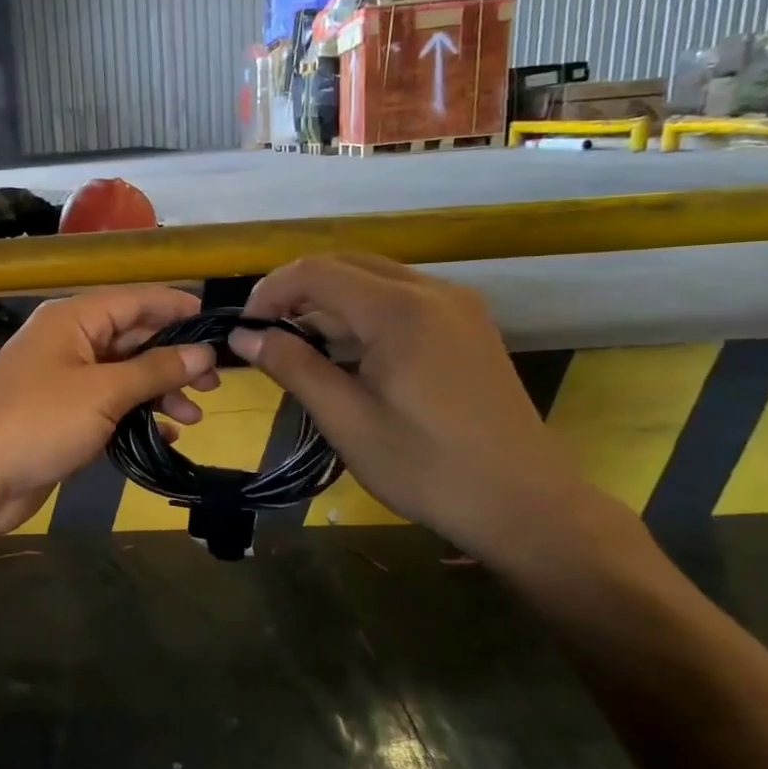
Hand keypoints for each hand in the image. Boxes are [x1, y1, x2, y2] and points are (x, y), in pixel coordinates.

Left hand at [0, 287, 220, 535]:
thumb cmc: (36, 424)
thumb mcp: (102, 393)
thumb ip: (155, 370)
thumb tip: (203, 352)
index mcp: (73, 319)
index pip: (135, 300)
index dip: (177, 308)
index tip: (219, 325)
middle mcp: (69, 342)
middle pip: (133, 339)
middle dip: (174, 359)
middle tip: (216, 383)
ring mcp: (65, 382)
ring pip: (125, 376)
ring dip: (160, 393)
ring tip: (195, 417)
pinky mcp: (63, 418)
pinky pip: (110, 408)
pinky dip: (137, 419)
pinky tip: (165, 437)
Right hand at [229, 255, 591, 563]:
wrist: (523, 502)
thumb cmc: (426, 467)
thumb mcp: (347, 420)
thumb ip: (293, 367)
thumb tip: (244, 337)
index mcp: (400, 311)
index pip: (317, 271)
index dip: (271, 291)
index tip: (245, 328)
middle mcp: (432, 292)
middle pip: (346, 265)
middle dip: (297, 292)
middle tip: (265, 335)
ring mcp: (456, 307)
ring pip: (374, 281)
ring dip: (330, 304)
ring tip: (298, 349)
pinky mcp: (466, 327)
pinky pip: (401, 301)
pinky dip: (363, 316)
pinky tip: (346, 355)